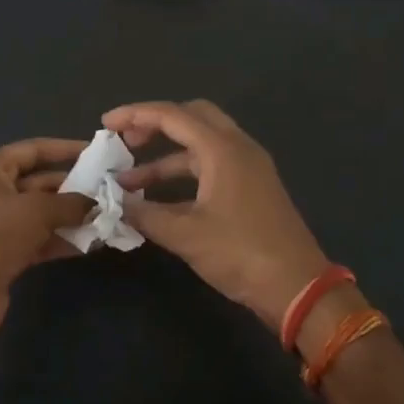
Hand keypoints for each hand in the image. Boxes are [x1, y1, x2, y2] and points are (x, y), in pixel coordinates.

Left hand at [0, 137, 92, 331]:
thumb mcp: (37, 210)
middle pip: (37, 183)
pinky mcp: (2, 254)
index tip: (94, 152)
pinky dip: (60, 240)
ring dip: (70, 216)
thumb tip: (96, 204)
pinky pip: (37, 240)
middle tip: (107, 190)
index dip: (64, 149)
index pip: (32, 150)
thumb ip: (70, 203)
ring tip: (106, 217)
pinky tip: (91, 244)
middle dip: (72, 187)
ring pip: (39, 214)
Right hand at [106, 100, 326, 330]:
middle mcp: (237, 147)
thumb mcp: (186, 235)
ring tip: (129, 182)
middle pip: (191, 117)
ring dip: (165, 156)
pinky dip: (183, 173)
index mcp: (222, 148)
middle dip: (154, 125)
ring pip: (200, 145)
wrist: (298, 288)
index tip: (105, 125)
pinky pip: (211, 165)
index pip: (172, 115)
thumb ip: (145, 214)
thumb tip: (114, 203)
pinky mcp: (252, 187)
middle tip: (125, 142)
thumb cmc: (241, 253)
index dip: (135, 115)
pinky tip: (159, 199)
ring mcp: (248, 167)